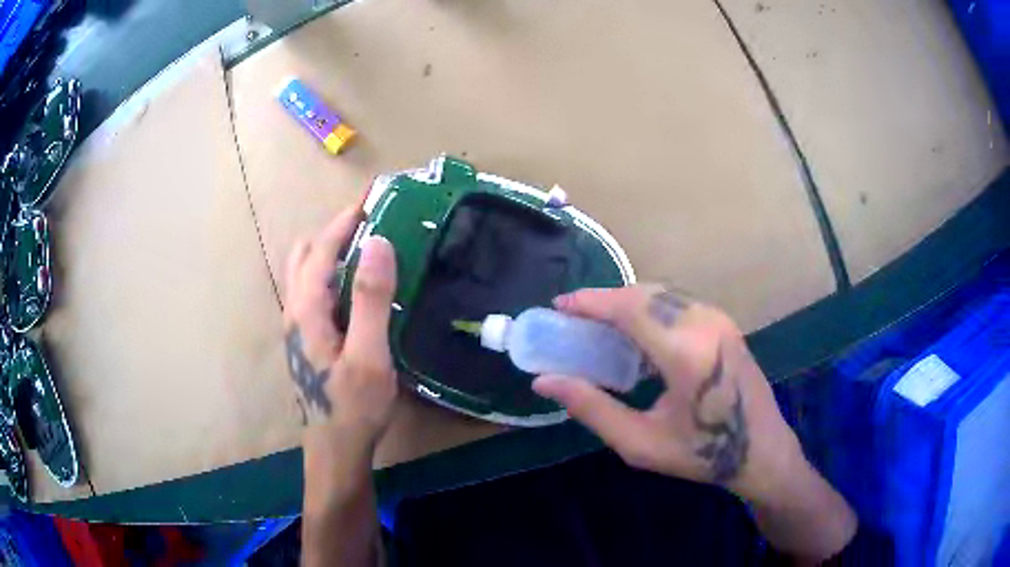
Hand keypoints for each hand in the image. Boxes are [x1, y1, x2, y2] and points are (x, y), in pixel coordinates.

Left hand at [283, 208, 398, 446]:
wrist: (336, 449)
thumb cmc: (354, 406)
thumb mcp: (369, 354)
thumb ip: (372, 298)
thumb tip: (379, 242)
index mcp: (306, 309)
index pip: (322, 250)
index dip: (345, 221)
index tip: (372, 199)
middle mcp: (295, 311)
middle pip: (305, 255)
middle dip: (334, 231)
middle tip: (370, 223)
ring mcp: (298, 327)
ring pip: (307, 274)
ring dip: (332, 252)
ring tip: (366, 247)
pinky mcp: (308, 340)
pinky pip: (315, 291)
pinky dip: (333, 274)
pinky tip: (357, 288)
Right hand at [532, 285, 803, 501]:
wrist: (761, 450)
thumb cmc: (701, 453)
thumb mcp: (640, 443)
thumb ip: (592, 408)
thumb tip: (545, 382)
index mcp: (686, 352)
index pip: (630, 308)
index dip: (590, 302)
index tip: (558, 306)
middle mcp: (705, 323)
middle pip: (644, 293)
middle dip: (604, 300)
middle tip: (573, 318)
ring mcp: (719, 320)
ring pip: (662, 294)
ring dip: (626, 302)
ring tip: (598, 324)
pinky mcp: (724, 324)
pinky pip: (677, 303)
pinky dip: (649, 308)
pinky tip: (636, 333)